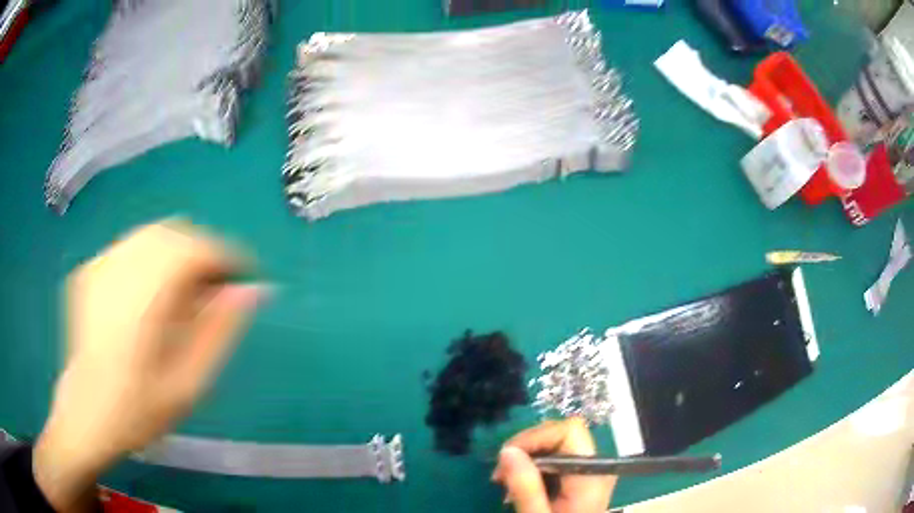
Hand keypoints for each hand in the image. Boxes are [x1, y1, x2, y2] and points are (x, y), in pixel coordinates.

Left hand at [34, 220, 263, 511]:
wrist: (85, 416)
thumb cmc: (138, 412)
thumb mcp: (188, 385)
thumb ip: (218, 332)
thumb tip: (251, 290)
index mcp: (142, 299)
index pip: (194, 249)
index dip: (225, 257)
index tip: (243, 278)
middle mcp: (118, 269)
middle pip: (173, 233)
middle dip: (201, 253)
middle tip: (214, 289)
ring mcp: (98, 265)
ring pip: (151, 235)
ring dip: (177, 254)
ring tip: (184, 292)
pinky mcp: (88, 270)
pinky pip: (129, 246)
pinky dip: (151, 259)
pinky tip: (150, 294)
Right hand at [493, 418, 615, 512]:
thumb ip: (525, 486)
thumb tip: (507, 450)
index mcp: (592, 474)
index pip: (570, 431)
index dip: (537, 436)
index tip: (507, 456)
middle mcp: (597, 465)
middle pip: (563, 434)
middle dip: (528, 447)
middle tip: (501, 472)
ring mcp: (591, 470)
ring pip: (558, 444)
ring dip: (528, 456)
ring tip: (506, 480)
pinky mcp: (582, 477)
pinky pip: (558, 458)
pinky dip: (535, 466)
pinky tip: (520, 483)